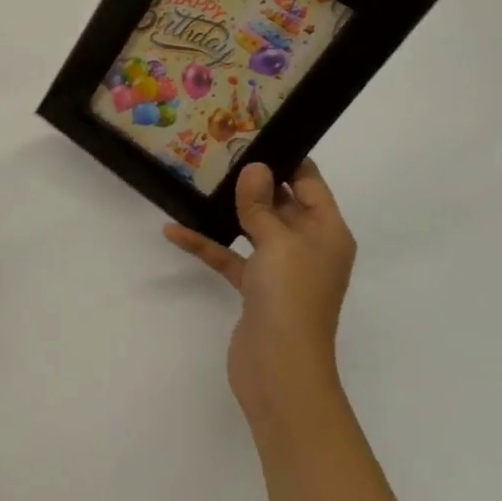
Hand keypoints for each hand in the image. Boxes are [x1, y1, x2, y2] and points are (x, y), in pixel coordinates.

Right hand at [162, 161, 354, 417]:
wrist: (280, 368)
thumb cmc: (291, 296)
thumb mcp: (277, 241)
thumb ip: (261, 204)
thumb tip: (256, 167)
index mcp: (327, 232)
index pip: (309, 183)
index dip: (286, 158)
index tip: (254, 132)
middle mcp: (308, 246)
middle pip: (280, 202)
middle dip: (251, 179)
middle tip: (216, 150)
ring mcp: (280, 268)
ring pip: (252, 227)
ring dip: (226, 209)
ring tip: (196, 181)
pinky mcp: (255, 288)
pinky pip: (230, 256)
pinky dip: (206, 244)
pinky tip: (174, 230)